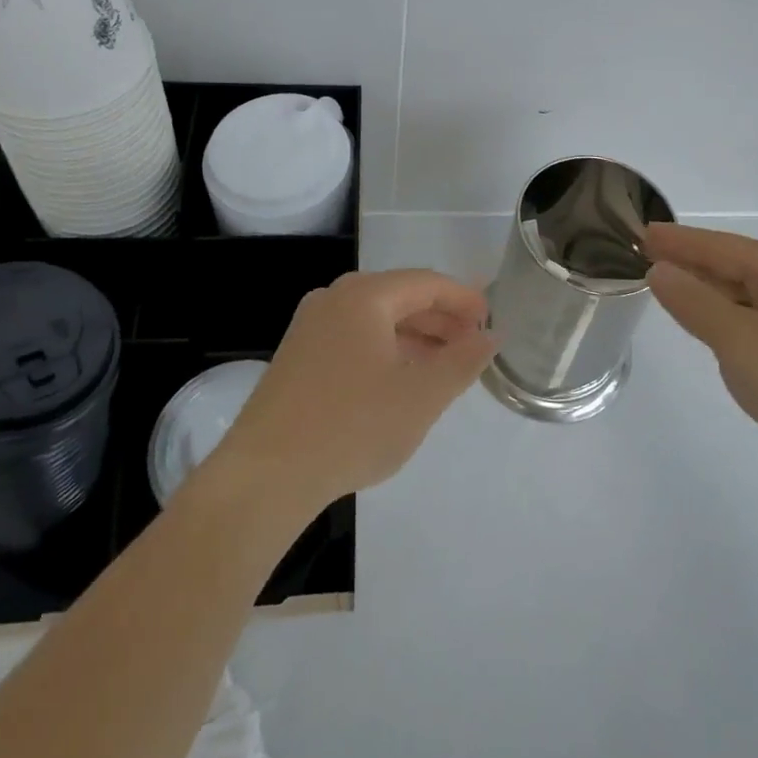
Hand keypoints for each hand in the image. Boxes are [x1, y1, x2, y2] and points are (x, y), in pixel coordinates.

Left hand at [211, 270, 493, 514]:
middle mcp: (334, 299)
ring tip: (445, 365)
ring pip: (376, 319)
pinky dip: (386, 350)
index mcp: (364, 296)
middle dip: (441, 319)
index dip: (464, 299)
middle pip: (400, 296)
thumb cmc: (352, 426)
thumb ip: (463, 361)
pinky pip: (354, 338)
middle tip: (474, 345)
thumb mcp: (422, 396)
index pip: (426, 282)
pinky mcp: (298, 356)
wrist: (265, 475)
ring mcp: (310, 326)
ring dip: (415, 337)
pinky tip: (401, 380)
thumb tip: (490, 336)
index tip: (492, 321)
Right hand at [644, 223, 757, 493]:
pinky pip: (755, 319)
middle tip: (647, 258)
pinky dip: (727, 317)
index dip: (678, 241)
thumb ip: (694, 303)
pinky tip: (710, 327)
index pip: (719, 246)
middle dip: (691, 262)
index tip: (641, 234)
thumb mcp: (738, 340)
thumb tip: (659, 271)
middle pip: (733, 264)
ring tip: (669, 287)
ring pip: (744, 293)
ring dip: (708, 290)